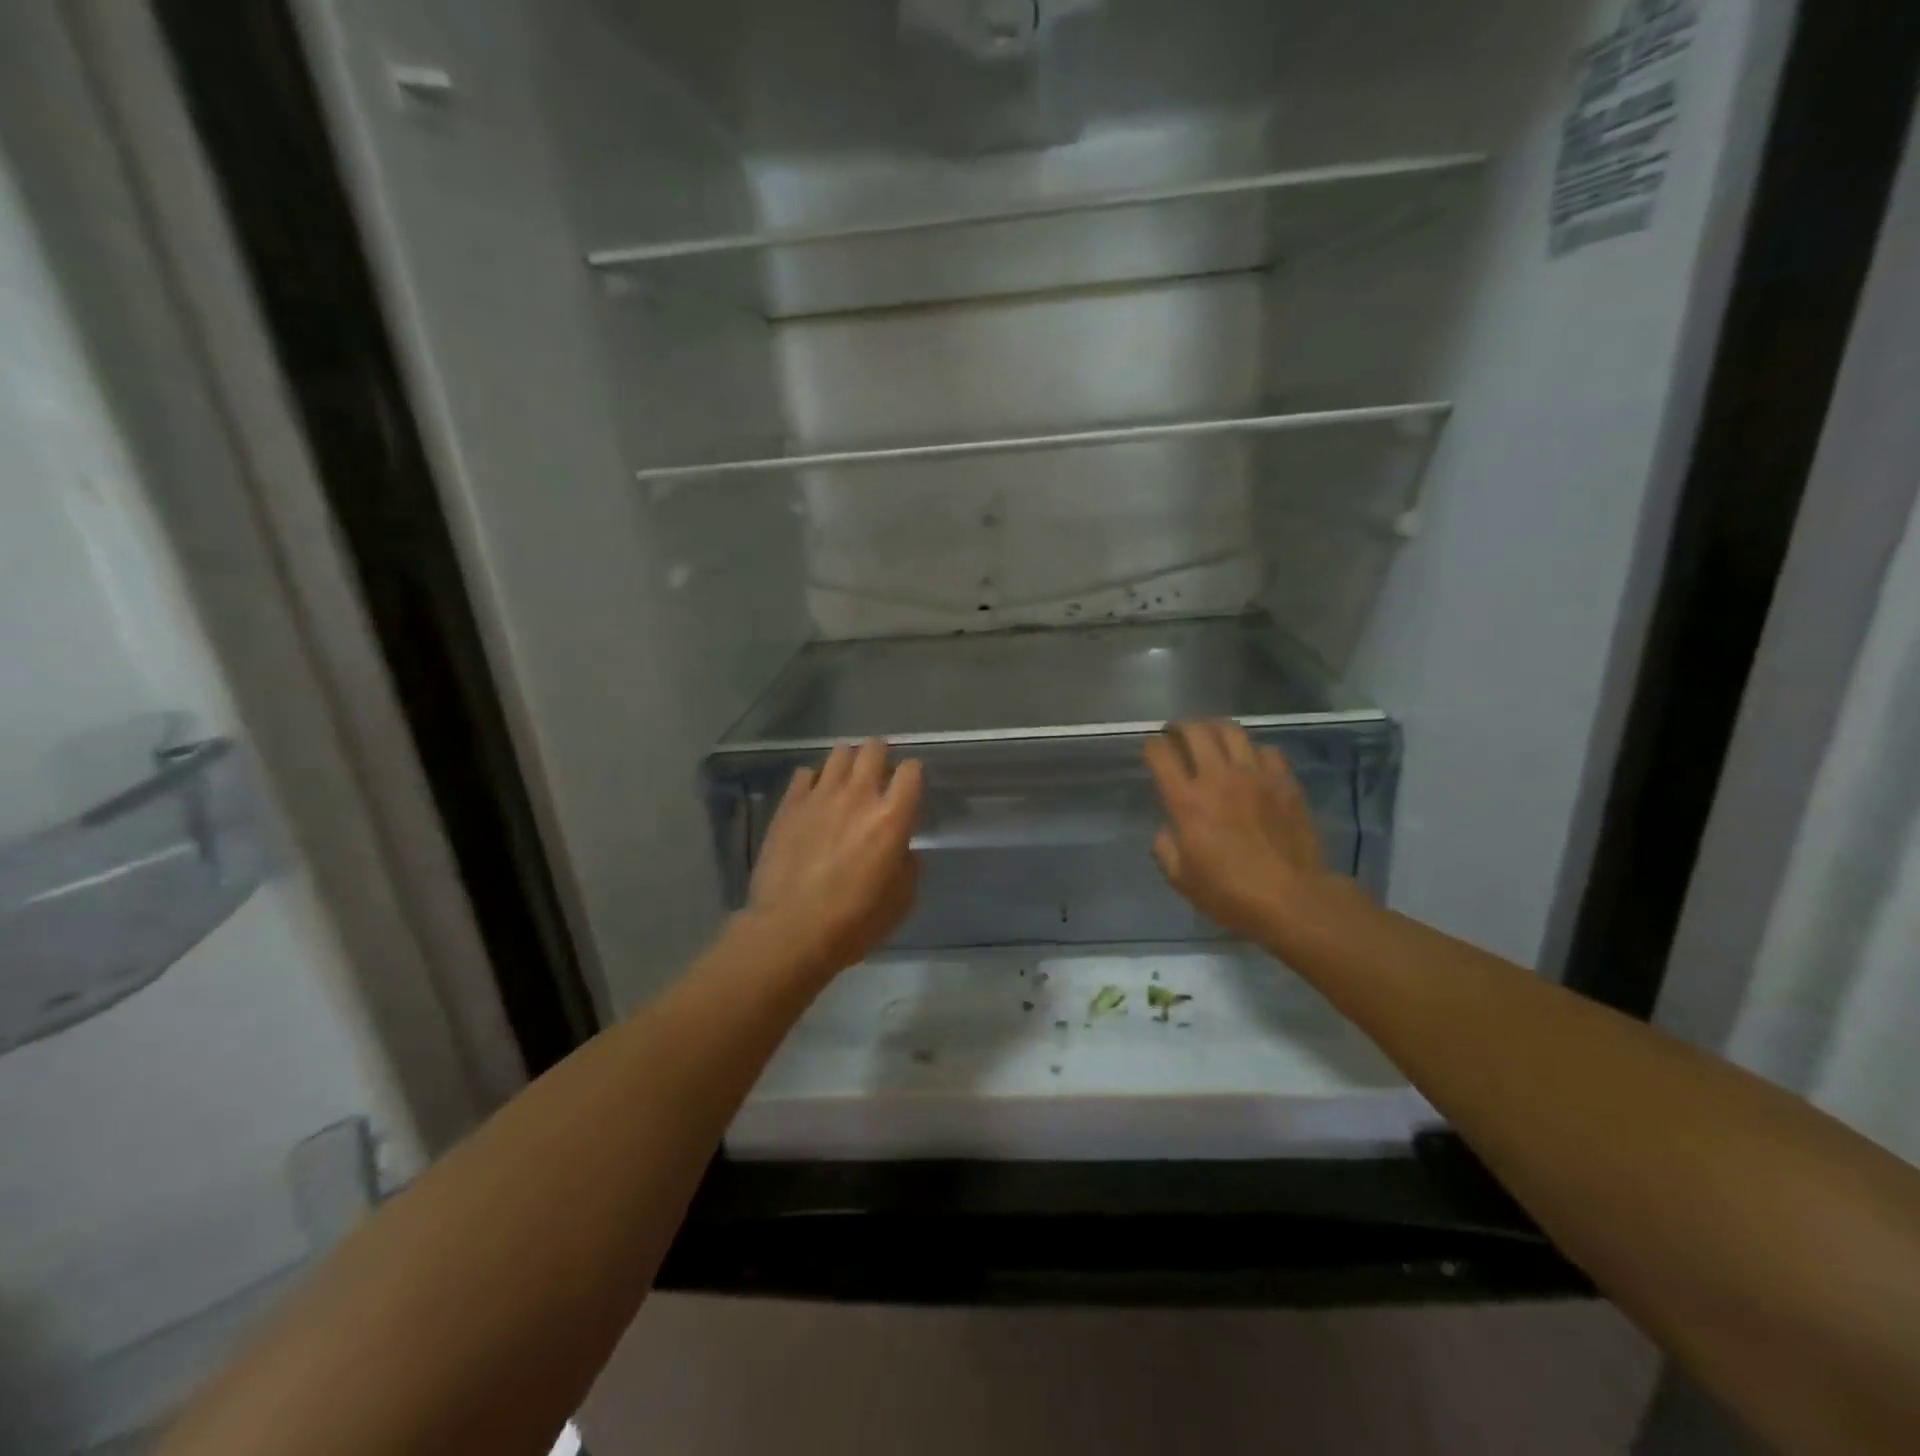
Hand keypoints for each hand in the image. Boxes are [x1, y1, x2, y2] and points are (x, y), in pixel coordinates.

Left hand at [744, 739, 923, 980]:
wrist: (791, 930)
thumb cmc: (854, 922)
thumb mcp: (901, 900)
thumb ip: (908, 864)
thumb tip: (901, 849)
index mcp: (892, 818)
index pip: (911, 770)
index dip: (912, 775)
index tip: (908, 788)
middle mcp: (858, 796)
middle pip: (873, 749)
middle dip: (880, 756)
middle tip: (877, 776)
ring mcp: (820, 796)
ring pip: (839, 753)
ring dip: (848, 762)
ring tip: (846, 781)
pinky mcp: (789, 805)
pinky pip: (804, 773)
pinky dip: (814, 780)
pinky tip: (814, 797)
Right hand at [1144, 721, 1351, 945]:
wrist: (1292, 899)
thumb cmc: (1230, 894)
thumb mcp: (1181, 879)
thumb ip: (1165, 848)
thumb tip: (1169, 829)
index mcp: (1187, 801)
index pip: (1161, 754)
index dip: (1152, 746)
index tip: (1152, 749)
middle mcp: (1218, 778)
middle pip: (1195, 731)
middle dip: (1180, 727)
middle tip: (1177, 734)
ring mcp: (1255, 776)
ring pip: (1231, 730)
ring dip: (1215, 729)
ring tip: (1211, 738)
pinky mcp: (1285, 782)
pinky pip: (1267, 750)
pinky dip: (1253, 751)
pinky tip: (1251, 763)